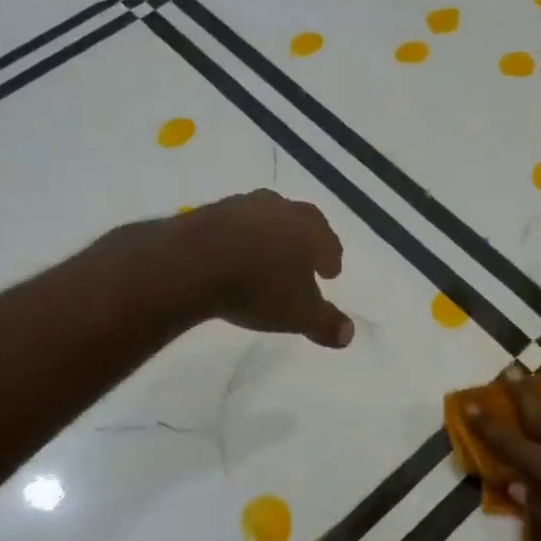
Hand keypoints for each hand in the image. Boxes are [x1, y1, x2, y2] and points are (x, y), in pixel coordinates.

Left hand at [174, 190, 353, 347]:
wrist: (191, 263)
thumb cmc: (257, 289)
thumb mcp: (297, 315)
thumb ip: (326, 324)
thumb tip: (349, 334)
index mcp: (308, 230)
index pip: (328, 241)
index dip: (331, 257)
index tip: (330, 272)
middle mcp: (281, 209)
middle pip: (301, 219)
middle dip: (306, 239)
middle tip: (303, 259)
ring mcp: (243, 205)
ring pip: (267, 216)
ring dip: (271, 233)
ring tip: (266, 255)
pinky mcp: (210, 210)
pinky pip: (234, 223)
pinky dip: (240, 236)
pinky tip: (232, 253)